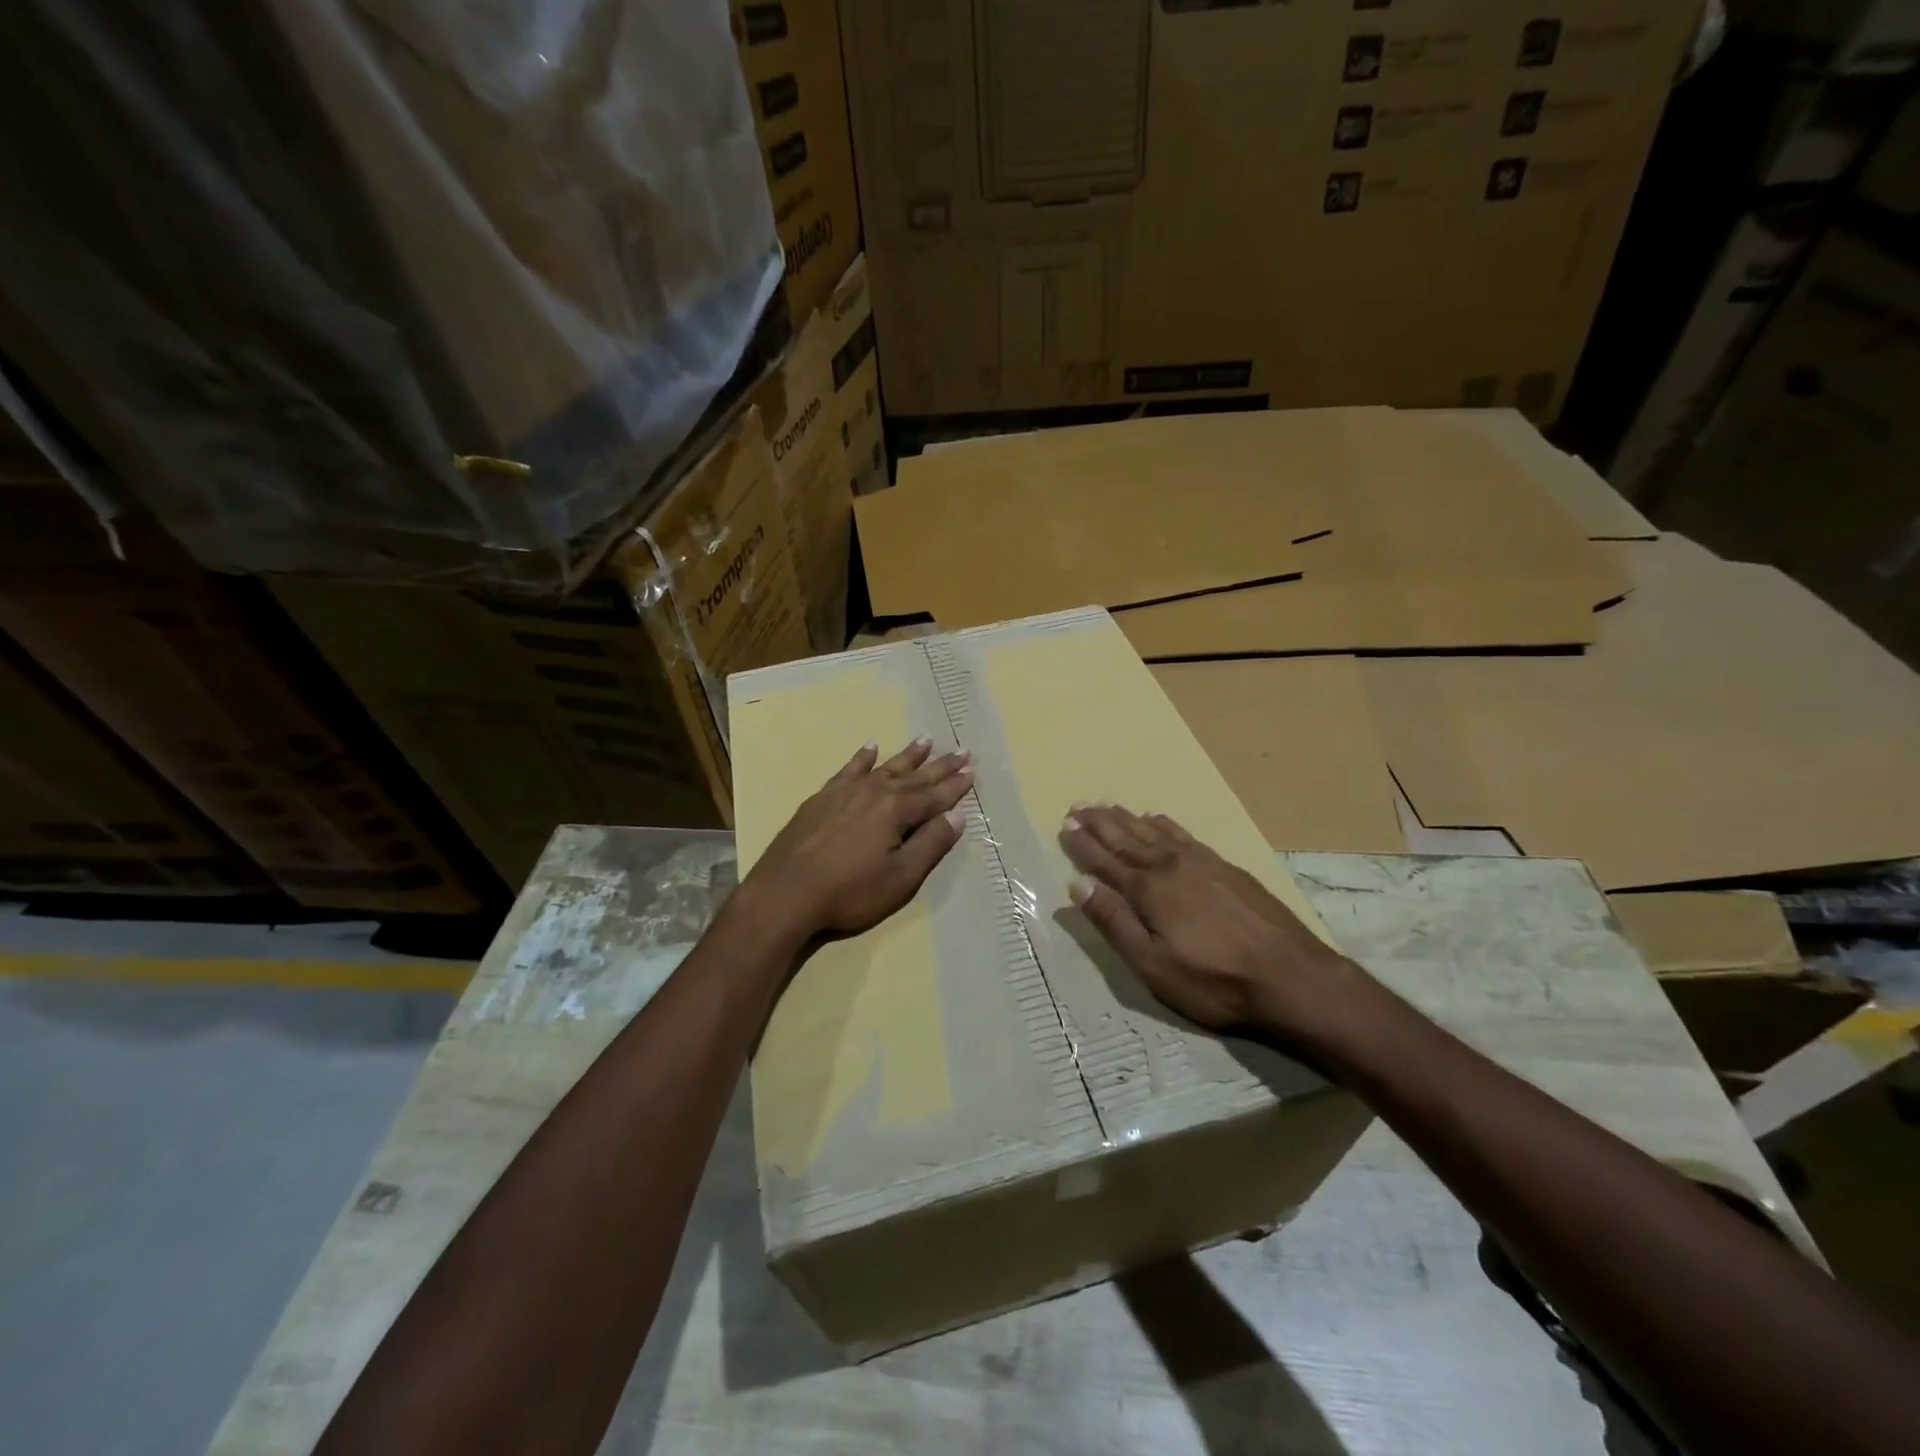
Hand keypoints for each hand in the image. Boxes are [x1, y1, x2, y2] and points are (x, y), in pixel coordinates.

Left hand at [742, 739, 971, 940]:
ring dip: (907, 756)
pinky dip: (862, 758)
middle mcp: (874, 792)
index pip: (935, 795)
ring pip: (884, 767)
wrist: (785, 893)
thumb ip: (930, 844)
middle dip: (939, 765)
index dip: (955, 785)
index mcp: (897, 810)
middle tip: (960, 750)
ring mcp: (845, 792)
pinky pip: (848, 769)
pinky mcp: (822, 798)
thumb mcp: (901, 877)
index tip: (972, 770)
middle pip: (914, 776)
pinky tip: (869, 749)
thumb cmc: (849, 891)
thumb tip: (957, 816)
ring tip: (925, 740)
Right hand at [1059, 803, 1362, 1039]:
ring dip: (1126, 818)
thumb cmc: (1215, 982)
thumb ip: (1114, 923)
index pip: (1105, 861)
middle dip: (1099, 823)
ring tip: (1107, 805)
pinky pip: (1185, 835)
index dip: (1082, 844)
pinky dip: (1165, 824)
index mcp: (1148, 890)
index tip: (1064, 825)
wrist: (1292, 977)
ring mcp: (1201, 863)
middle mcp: (1170, 866)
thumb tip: (1077, 886)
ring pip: (1154, 832)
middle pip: (1126, 838)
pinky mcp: (1226, 867)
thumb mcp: (1153, 966)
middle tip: (1078, 805)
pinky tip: (1157, 818)